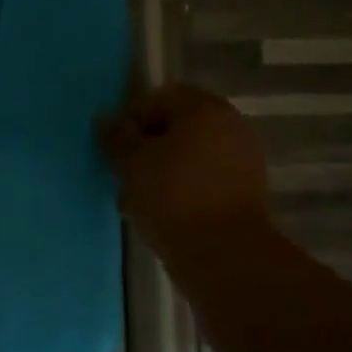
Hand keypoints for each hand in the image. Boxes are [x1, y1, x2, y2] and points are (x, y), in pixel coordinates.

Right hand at [103, 84, 270, 254]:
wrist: (224, 254)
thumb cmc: (173, 195)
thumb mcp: (132, 162)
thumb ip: (117, 138)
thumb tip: (108, 123)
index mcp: (206, 109)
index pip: (160, 97)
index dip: (131, 117)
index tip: (113, 145)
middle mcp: (230, 127)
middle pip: (176, 129)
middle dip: (145, 148)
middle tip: (121, 172)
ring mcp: (241, 162)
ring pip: (187, 158)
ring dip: (159, 173)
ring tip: (134, 200)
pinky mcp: (243, 196)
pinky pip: (201, 183)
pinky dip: (179, 192)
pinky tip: (157, 215)